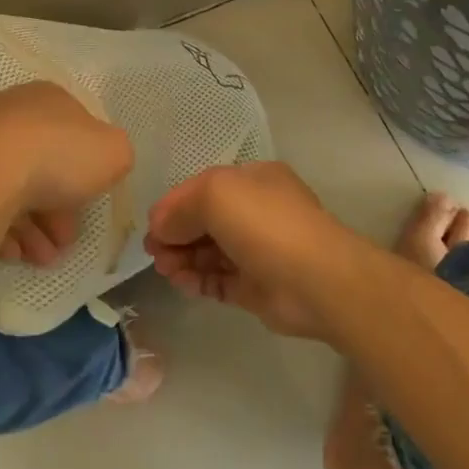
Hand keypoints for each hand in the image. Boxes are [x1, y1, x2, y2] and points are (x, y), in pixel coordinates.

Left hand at [0, 82, 131, 265]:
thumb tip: (103, 162)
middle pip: (42, 165)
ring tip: (41, 259)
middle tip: (64, 242)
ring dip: (33, 229)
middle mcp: (6, 113)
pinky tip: (13, 254)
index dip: (87, 172)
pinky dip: (0, 231)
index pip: (74, 132)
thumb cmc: (54, 157)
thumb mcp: (113, 152)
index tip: (90, 207)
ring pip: (11, 189)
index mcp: (46, 97)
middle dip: (59, 210)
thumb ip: (115, 154)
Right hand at [145, 163, 376, 338]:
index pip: (203, 188)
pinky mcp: (257, 287)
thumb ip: (181, 207)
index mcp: (252, 181)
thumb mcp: (215, 195)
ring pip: (209, 252)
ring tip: (164, 269)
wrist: (317, 281)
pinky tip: (181, 283)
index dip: (174, 205)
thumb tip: (160, 226)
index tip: (150, 226)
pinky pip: (219, 281)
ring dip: (183, 258)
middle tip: (154, 252)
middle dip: (176, 233)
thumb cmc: (265, 225)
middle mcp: (256, 212)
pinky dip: (198, 281)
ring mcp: (257, 251)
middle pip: (204, 220)